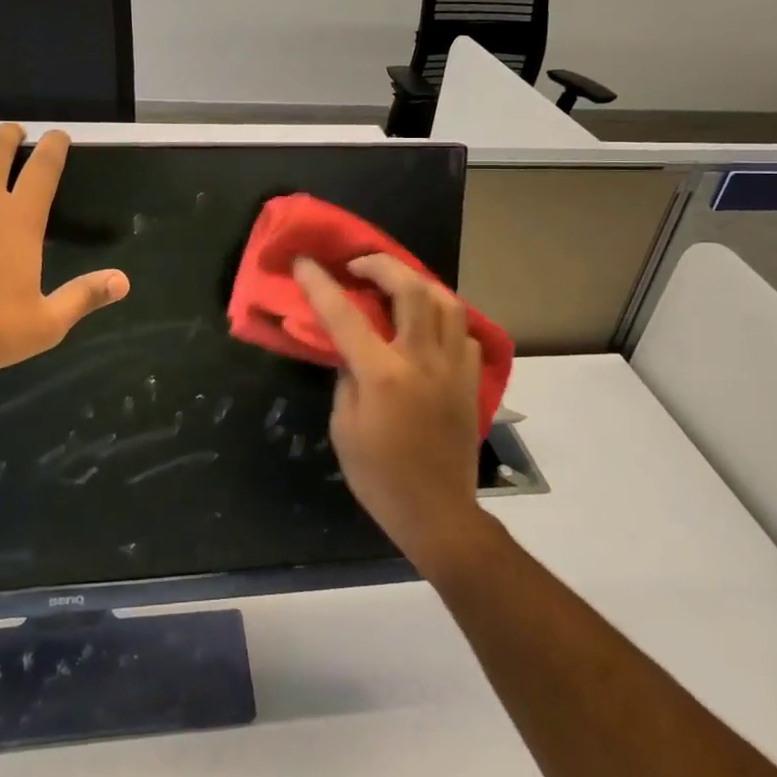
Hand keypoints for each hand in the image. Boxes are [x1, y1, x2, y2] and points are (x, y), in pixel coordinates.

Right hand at [292, 253, 484, 570]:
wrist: (437, 514)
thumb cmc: (379, 477)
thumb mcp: (343, 427)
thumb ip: (345, 377)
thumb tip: (349, 348)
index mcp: (383, 375)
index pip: (345, 315)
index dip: (320, 284)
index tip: (305, 261)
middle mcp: (422, 361)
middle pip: (410, 289)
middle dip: (381, 265)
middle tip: (359, 266)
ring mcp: (454, 369)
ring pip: (446, 302)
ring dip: (418, 284)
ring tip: (396, 286)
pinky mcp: (472, 382)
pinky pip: (463, 333)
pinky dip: (444, 319)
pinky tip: (427, 328)